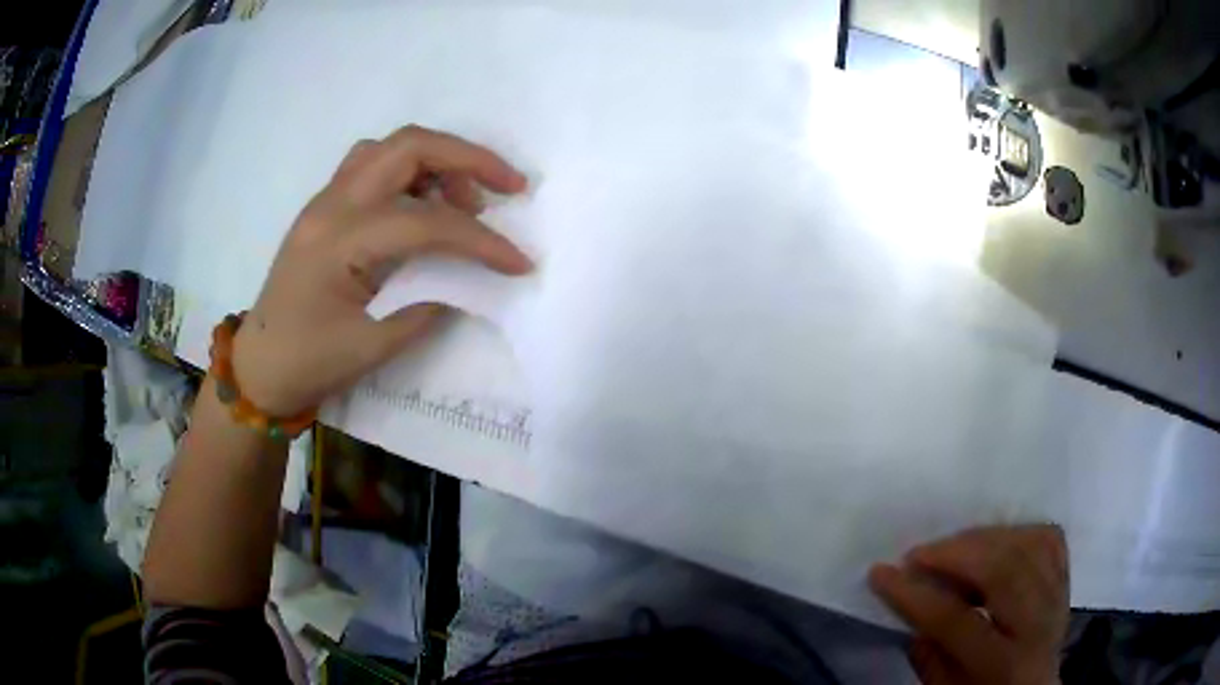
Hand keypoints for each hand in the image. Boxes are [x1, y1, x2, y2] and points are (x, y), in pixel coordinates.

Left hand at [232, 125, 532, 415]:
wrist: (258, 366)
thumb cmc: (307, 363)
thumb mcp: (371, 349)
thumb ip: (424, 309)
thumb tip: (464, 283)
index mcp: (339, 242)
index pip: (426, 222)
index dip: (480, 241)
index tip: (518, 262)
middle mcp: (332, 205)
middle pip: (409, 146)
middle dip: (469, 157)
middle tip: (510, 185)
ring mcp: (325, 200)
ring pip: (390, 147)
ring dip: (438, 159)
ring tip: (466, 199)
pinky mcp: (325, 207)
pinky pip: (372, 164)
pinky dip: (410, 170)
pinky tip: (424, 201)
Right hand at [869, 525, 1068, 684]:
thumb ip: (929, 655)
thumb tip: (913, 605)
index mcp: (1004, 665)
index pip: (957, 622)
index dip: (915, 595)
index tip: (879, 572)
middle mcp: (1039, 625)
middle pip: (1003, 570)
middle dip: (955, 553)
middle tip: (918, 554)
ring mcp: (1058, 596)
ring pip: (1027, 544)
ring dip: (983, 538)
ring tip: (951, 548)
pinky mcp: (1065, 579)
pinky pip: (1047, 538)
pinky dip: (1018, 532)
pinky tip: (994, 542)